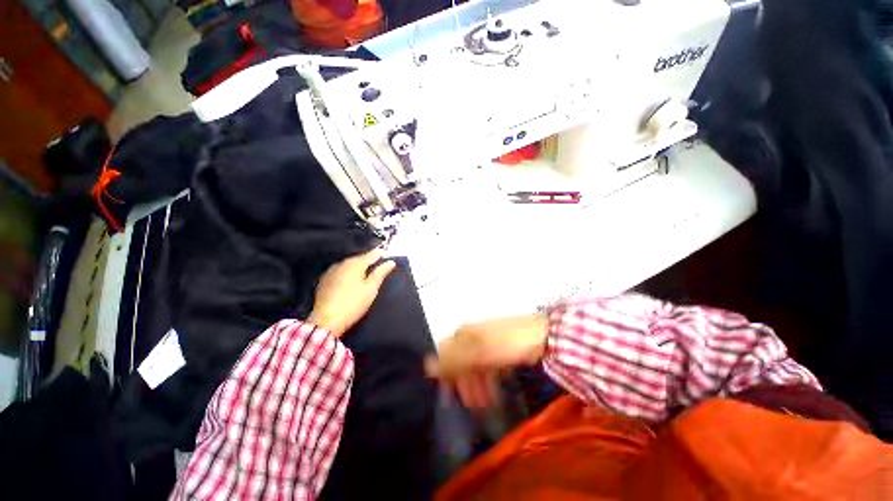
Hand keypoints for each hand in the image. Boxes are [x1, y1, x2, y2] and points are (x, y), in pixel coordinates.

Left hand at [307, 248, 395, 336]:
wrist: (326, 321)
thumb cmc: (353, 304)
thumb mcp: (371, 289)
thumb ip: (380, 273)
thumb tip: (390, 262)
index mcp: (355, 264)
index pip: (372, 254)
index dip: (381, 254)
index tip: (388, 256)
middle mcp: (342, 263)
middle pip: (359, 258)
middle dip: (369, 260)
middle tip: (379, 266)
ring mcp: (331, 271)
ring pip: (349, 264)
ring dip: (358, 267)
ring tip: (366, 273)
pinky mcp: (324, 280)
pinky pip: (340, 271)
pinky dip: (347, 273)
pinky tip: (350, 280)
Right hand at [424, 314, 548, 408]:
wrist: (541, 335)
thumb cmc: (506, 343)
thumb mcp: (478, 352)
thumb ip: (453, 360)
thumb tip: (427, 366)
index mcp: (464, 334)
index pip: (445, 353)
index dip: (444, 374)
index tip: (447, 395)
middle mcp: (472, 337)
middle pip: (460, 362)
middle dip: (462, 384)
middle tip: (469, 405)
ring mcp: (486, 344)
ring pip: (474, 367)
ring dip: (476, 386)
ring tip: (483, 406)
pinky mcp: (499, 351)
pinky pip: (487, 368)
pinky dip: (487, 382)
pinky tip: (492, 395)